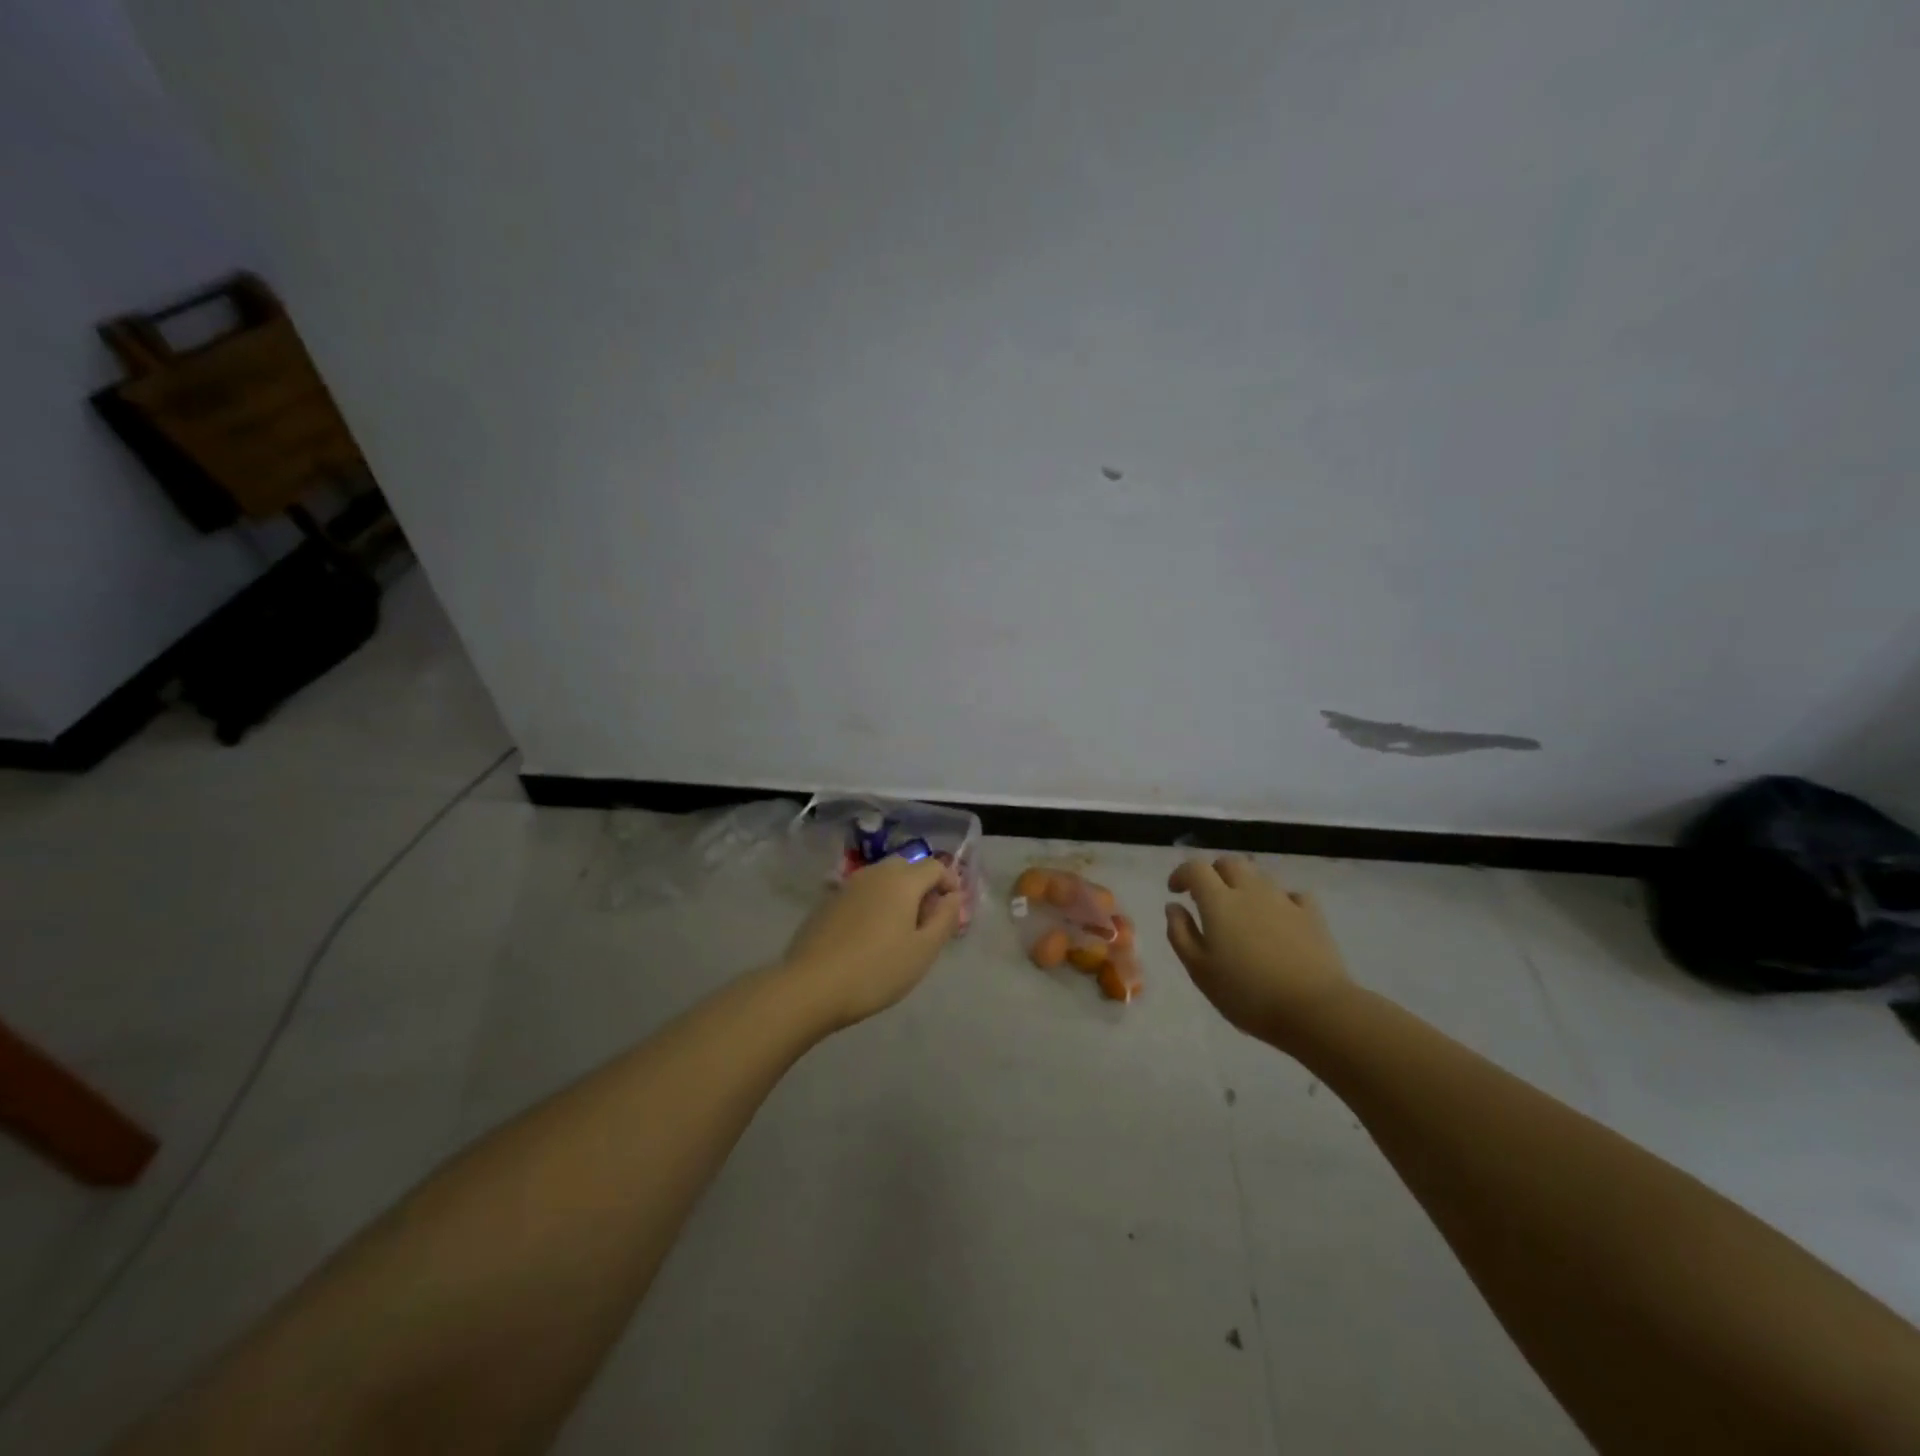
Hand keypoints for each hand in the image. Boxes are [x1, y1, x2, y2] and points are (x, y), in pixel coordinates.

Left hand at [782, 855, 964, 1029]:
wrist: (810, 986)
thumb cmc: (876, 970)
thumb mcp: (923, 951)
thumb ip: (945, 918)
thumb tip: (953, 896)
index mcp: (902, 880)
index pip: (935, 866)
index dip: (950, 884)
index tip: (951, 913)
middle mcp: (874, 873)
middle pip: (907, 867)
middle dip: (923, 887)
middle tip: (926, 922)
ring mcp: (847, 886)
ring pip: (882, 879)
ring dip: (897, 895)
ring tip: (899, 931)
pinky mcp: (828, 902)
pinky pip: (862, 894)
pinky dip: (874, 904)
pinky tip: (869, 937)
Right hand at [1165, 856, 1353, 1047]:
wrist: (1314, 1009)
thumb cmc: (1247, 993)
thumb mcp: (1200, 970)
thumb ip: (1180, 933)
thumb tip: (1173, 907)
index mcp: (1219, 901)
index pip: (1195, 868)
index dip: (1182, 874)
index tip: (1175, 891)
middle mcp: (1251, 890)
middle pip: (1229, 863)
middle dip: (1213, 873)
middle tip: (1207, 896)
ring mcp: (1284, 900)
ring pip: (1259, 876)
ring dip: (1244, 884)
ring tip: (1241, 910)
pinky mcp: (1312, 915)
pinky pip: (1292, 895)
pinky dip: (1279, 900)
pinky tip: (1279, 918)